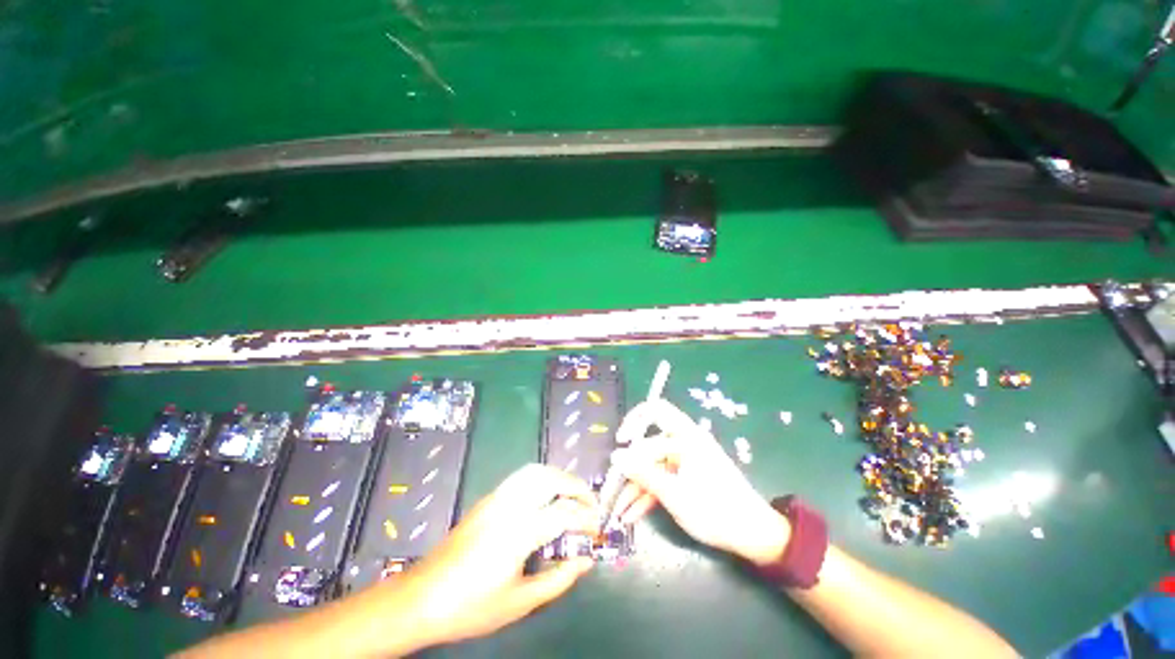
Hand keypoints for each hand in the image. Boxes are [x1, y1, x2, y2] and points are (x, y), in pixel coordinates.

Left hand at [383, 464, 598, 648]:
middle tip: (590, 503)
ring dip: (559, 477)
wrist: (422, 597)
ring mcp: (496, 498)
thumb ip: (557, 580)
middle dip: (576, 487)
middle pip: (551, 479)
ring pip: (535, 471)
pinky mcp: (488, 499)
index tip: (597, 529)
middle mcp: (510, 506)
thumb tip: (585, 562)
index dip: (586, 519)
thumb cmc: (471, 606)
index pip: (564, 513)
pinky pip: (522, 477)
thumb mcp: (519, 602)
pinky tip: (546, 496)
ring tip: (572, 495)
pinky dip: (542, 478)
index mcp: (519, 532)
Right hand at [610, 399, 790, 564]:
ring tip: (620, 512)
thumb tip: (615, 456)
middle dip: (631, 468)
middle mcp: (685, 443)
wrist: (753, 536)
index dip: (634, 420)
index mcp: (686, 436)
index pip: (654, 412)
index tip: (620, 441)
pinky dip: (649, 494)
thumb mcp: (674, 493)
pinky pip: (663, 479)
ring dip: (637, 487)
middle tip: (614, 487)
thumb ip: (643, 473)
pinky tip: (633, 514)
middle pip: (649, 447)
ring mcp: (686, 461)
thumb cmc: (714, 510)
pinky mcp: (688, 477)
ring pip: (654, 466)